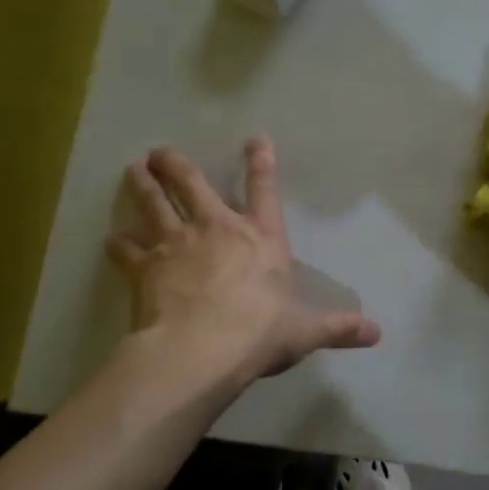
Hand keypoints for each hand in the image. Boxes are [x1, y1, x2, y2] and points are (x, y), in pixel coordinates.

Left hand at [105, 138, 379, 381]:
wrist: (201, 350)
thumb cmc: (259, 333)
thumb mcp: (305, 331)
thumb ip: (338, 327)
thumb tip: (376, 334)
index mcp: (260, 238)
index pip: (264, 191)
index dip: (261, 163)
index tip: (256, 139)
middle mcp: (217, 229)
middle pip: (192, 185)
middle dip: (177, 165)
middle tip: (161, 152)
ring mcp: (177, 244)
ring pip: (155, 204)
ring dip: (143, 185)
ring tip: (133, 168)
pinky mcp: (145, 267)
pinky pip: (127, 250)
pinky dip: (119, 244)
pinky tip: (112, 239)